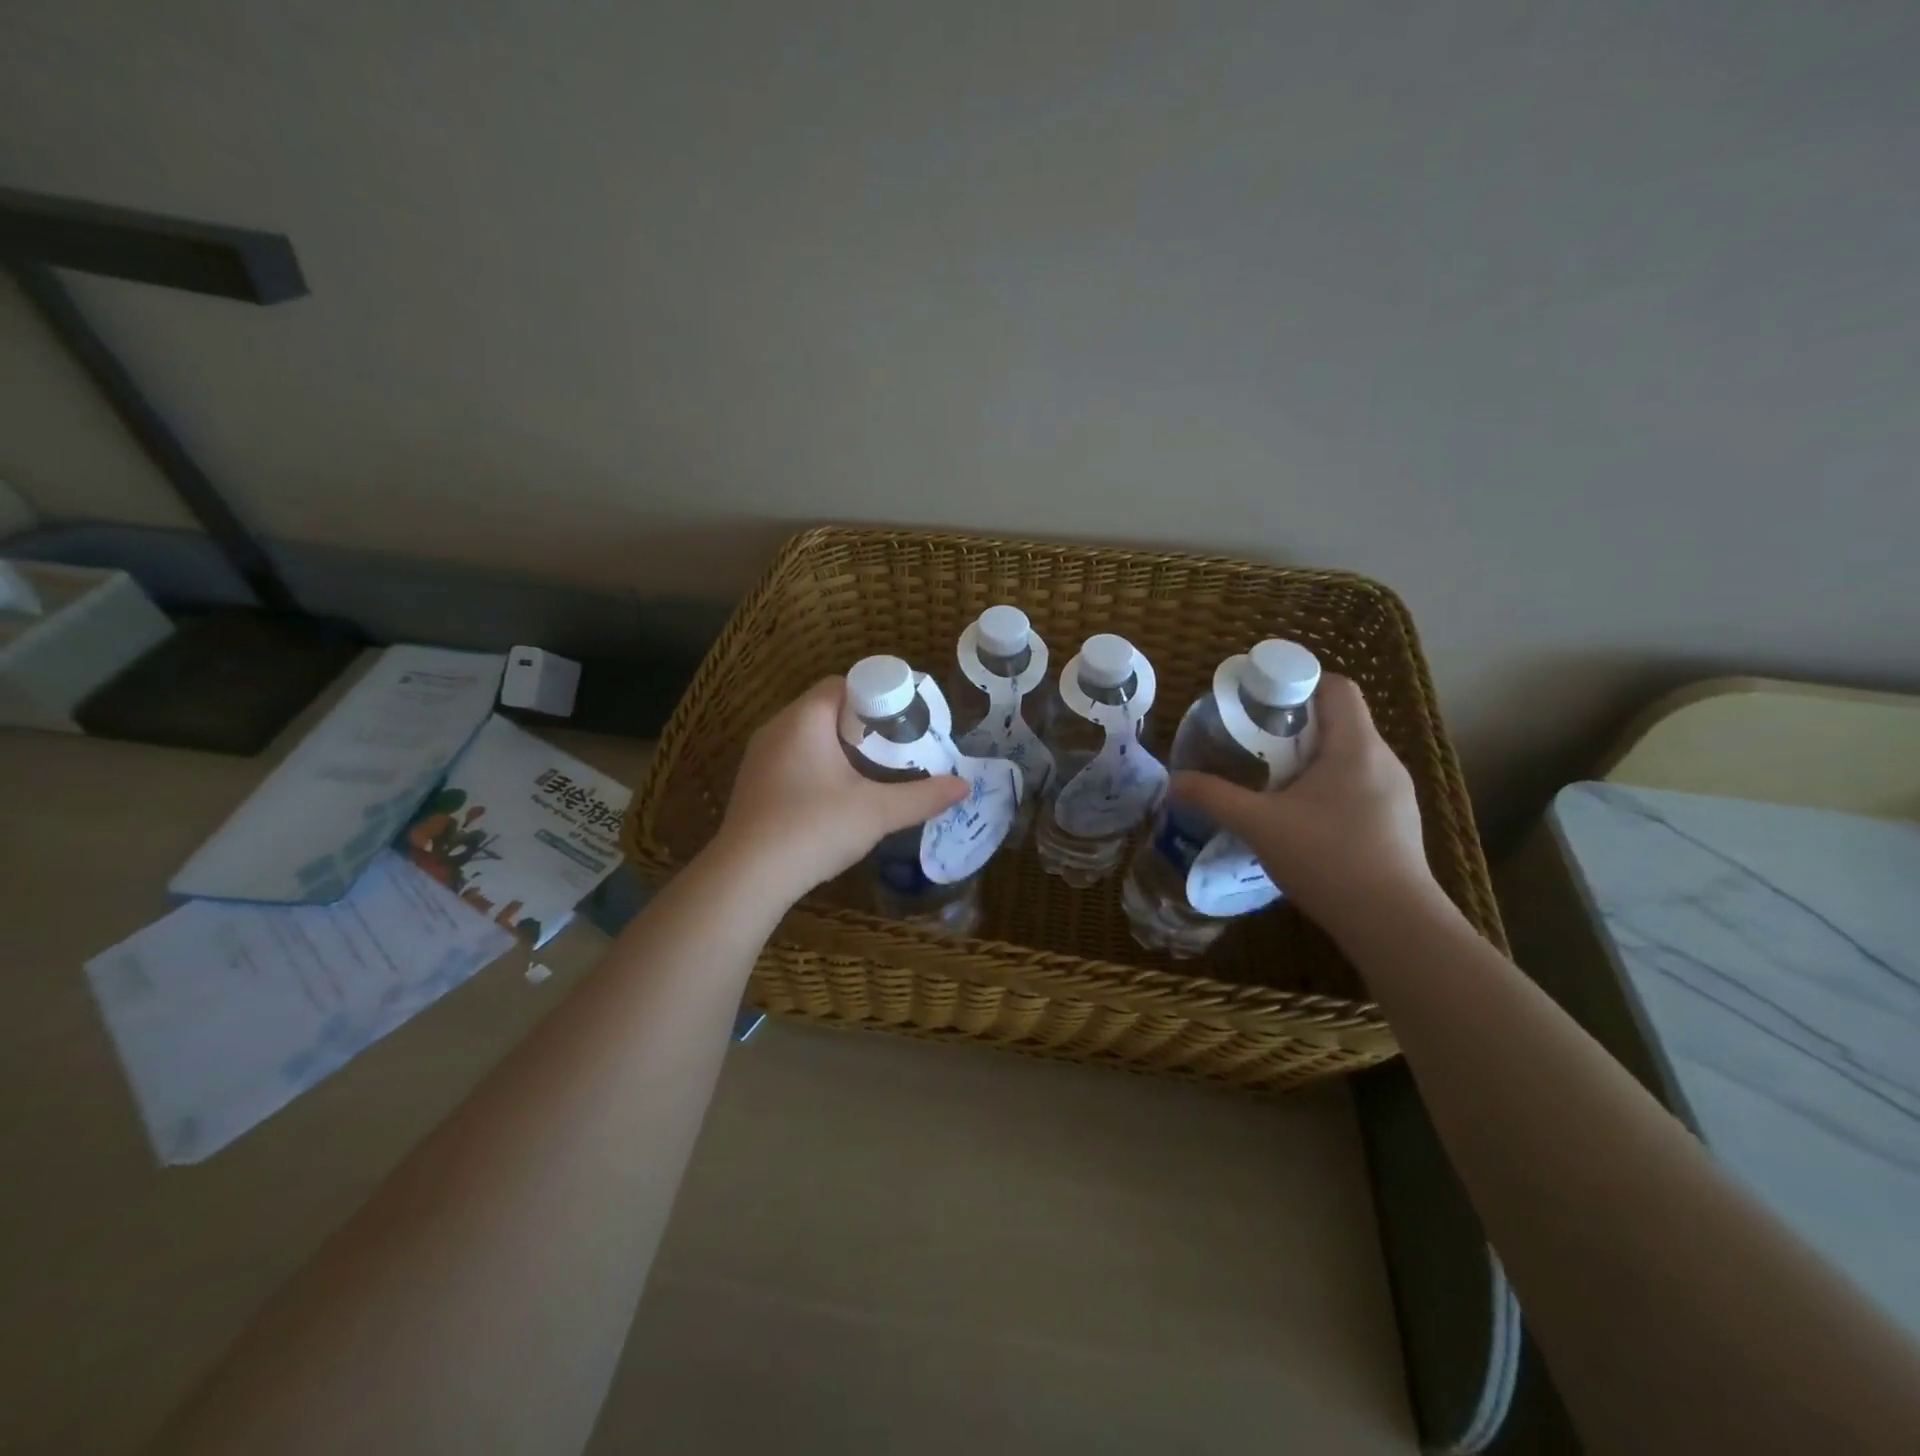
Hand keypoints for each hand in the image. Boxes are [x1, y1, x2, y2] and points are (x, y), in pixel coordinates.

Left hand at [709, 677, 968, 905]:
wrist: (747, 877)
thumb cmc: (813, 828)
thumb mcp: (877, 812)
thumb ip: (923, 796)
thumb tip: (964, 786)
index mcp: (804, 719)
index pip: (842, 684)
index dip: (876, 696)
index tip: (904, 720)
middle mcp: (776, 728)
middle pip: (826, 708)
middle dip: (863, 723)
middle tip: (896, 746)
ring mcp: (760, 757)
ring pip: (808, 735)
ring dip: (840, 746)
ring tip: (874, 770)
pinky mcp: (754, 784)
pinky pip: (793, 758)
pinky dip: (819, 765)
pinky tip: (838, 795)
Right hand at [1170, 675, 1441, 939]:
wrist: (1393, 924)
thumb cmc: (1328, 859)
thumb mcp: (1259, 825)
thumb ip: (1214, 797)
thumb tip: (1173, 781)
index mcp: (1356, 746)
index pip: (1336, 687)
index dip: (1297, 684)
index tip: (1260, 705)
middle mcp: (1383, 760)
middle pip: (1339, 721)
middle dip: (1293, 727)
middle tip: (1253, 746)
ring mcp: (1397, 793)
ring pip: (1349, 756)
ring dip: (1310, 760)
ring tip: (1272, 783)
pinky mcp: (1398, 823)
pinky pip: (1359, 785)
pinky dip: (1328, 788)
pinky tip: (1302, 820)